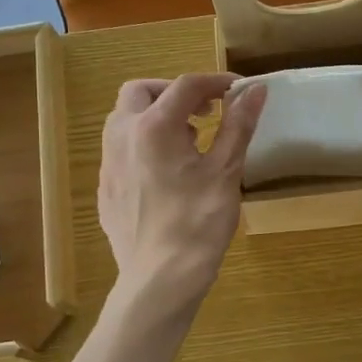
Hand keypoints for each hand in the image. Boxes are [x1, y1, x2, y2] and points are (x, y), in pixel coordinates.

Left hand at [97, 74, 267, 316]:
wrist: (160, 279)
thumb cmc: (198, 223)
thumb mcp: (225, 172)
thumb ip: (238, 125)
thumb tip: (256, 90)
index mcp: (153, 126)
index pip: (186, 86)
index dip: (216, 82)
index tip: (239, 90)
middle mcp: (122, 136)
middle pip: (142, 91)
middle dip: (174, 93)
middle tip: (206, 111)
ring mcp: (108, 163)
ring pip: (125, 119)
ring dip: (155, 116)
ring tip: (188, 140)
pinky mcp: (106, 188)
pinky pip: (121, 150)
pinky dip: (144, 144)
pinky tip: (167, 173)